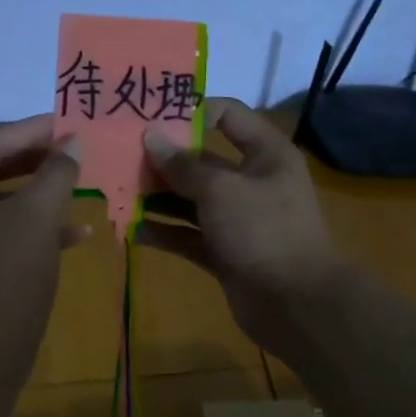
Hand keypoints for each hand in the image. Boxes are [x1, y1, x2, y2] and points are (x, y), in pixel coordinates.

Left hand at [0, 114, 86, 354]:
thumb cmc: (8, 271)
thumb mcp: (39, 215)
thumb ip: (57, 172)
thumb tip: (74, 141)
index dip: (31, 131)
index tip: (65, 121)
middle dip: (36, 161)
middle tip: (71, 148)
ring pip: (1, 203)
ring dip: (39, 194)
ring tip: (78, 184)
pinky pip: (1, 233)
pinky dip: (34, 228)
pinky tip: (77, 233)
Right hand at [138, 97, 348, 355]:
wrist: (297, 305)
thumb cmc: (264, 231)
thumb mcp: (221, 190)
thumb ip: (182, 165)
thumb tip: (150, 136)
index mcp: (265, 154)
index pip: (227, 115)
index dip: (191, 111)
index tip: (151, 116)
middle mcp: (252, 181)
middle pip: (202, 161)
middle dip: (163, 160)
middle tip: (120, 156)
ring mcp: (238, 219)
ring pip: (191, 200)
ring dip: (158, 197)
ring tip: (118, 192)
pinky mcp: (225, 251)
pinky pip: (188, 235)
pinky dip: (164, 232)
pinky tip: (132, 231)